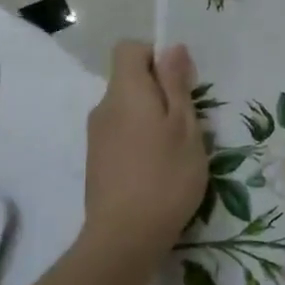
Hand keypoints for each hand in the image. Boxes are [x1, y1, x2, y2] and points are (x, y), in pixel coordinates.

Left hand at [83, 41, 207, 251]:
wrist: (125, 237)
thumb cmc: (166, 176)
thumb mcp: (184, 126)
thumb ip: (176, 84)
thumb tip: (171, 48)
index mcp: (125, 91)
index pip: (130, 49)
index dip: (156, 56)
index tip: (180, 83)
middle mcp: (104, 107)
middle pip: (129, 80)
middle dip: (159, 91)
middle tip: (187, 122)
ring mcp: (96, 136)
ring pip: (127, 109)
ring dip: (151, 118)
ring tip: (175, 150)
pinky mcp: (96, 161)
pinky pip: (121, 133)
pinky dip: (140, 140)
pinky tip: (157, 169)